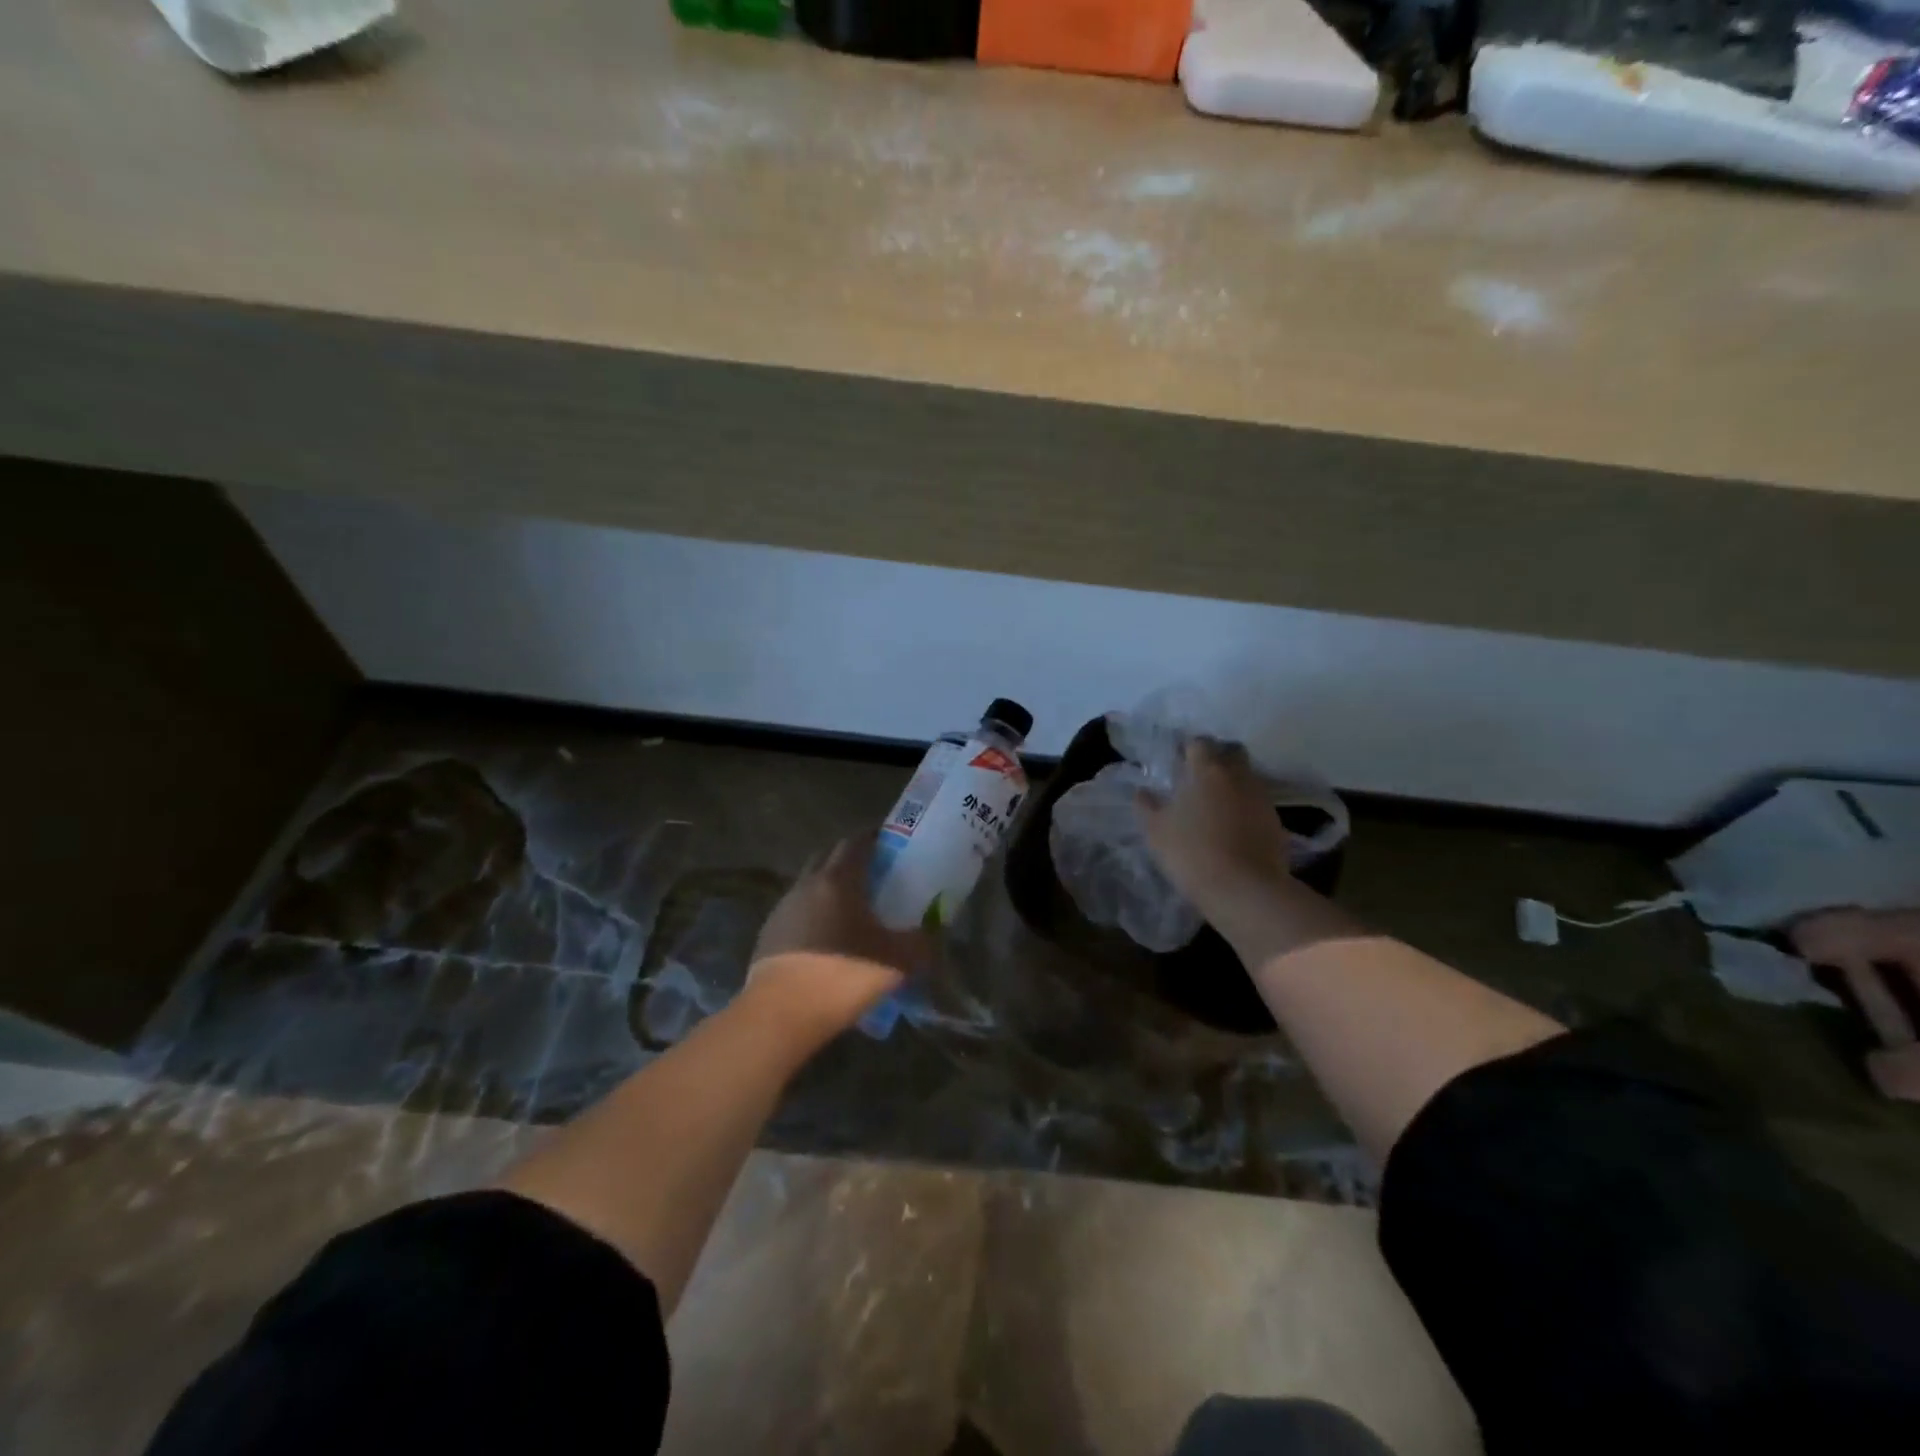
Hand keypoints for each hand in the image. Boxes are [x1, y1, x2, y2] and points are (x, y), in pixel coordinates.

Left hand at [747, 835, 925, 1034]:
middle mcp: (807, 885)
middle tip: (875, 872)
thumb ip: (921, 943)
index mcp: (838, 880)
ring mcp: (783, 908)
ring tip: (852, 908)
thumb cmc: (843, 977)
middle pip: (828, 856)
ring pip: (810, 883)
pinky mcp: (768, 934)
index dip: (874, 838)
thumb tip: (935, 931)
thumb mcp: (896, 963)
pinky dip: (814, 913)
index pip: (855, 842)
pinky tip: (828, 938)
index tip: (891, 843)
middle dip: (850, 857)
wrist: (780, 1016)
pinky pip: (797, 911)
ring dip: (830, 886)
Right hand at [1136, 739, 1362, 966]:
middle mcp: (1238, 775)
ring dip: (1232, 783)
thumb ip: (1147, 805)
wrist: (1245, 890)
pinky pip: (1257, 802)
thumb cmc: (1192, 852)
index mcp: (1207, 770)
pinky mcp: (1276, 821)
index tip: (1175, 760)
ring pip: (1247, 777)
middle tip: (1198, 775)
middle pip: (1231, 752)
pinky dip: (1244, 806)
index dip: (1186, 748)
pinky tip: (1231, 824)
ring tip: (1214, 803)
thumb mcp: (1156, 830)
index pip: (1199, 742)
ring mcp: (1261, 797)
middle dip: (1217, 757)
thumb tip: (1142, 791)